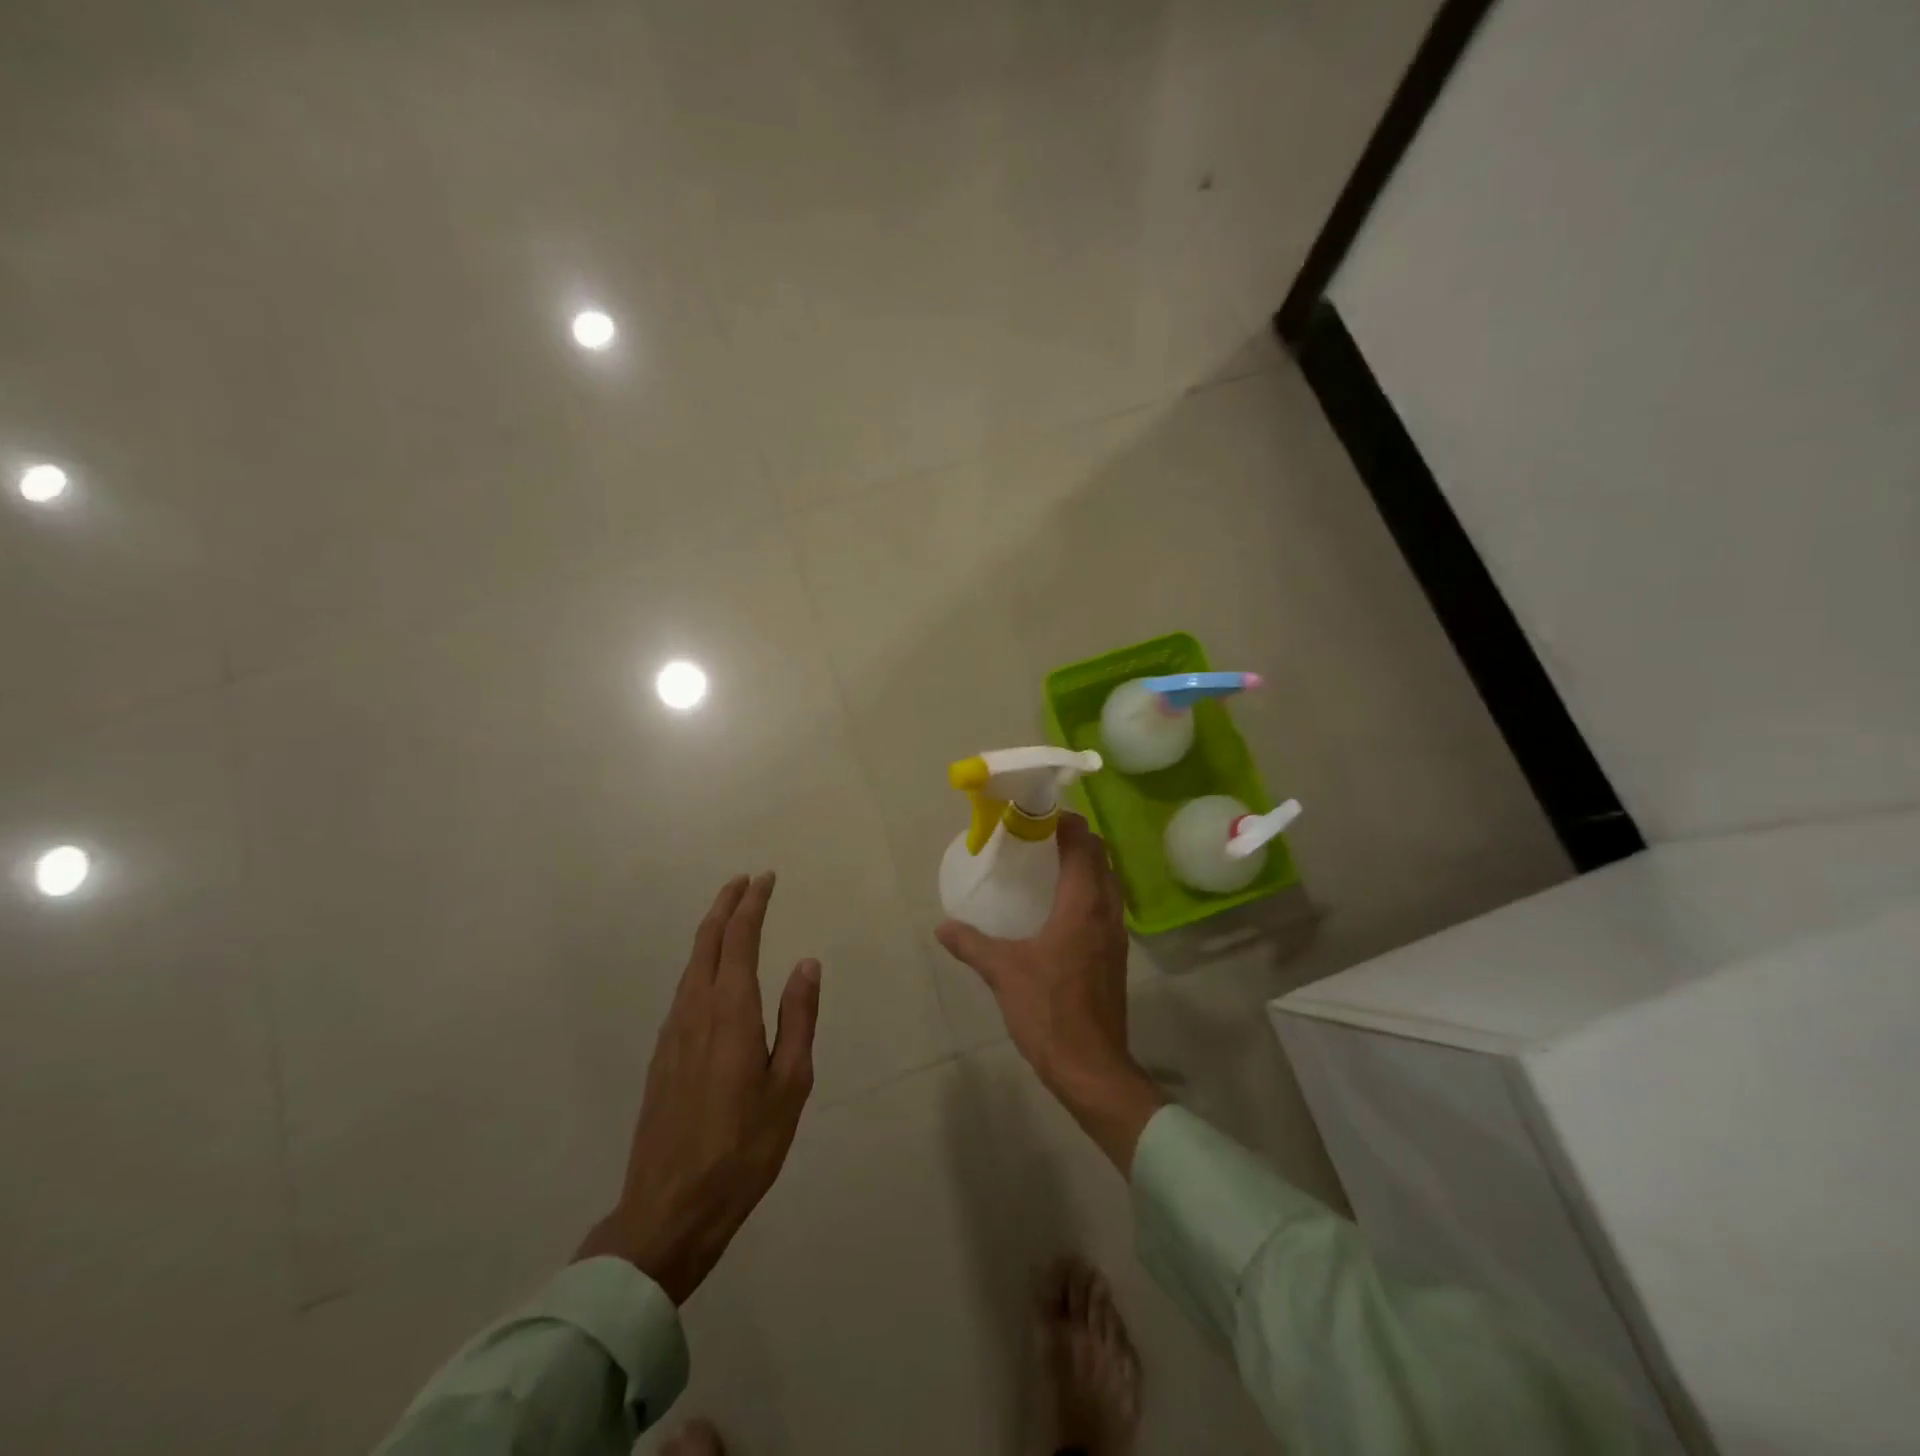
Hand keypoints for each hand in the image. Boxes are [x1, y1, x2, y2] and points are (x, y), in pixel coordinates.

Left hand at [576, 873, 821, 1303]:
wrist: (670, 1208)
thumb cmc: (744, 1147)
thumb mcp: (790, 1084)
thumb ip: (798, 1018)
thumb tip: (807, 963)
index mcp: (731, 1012)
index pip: (740, 940)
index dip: (752, 905)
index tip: (765, 879)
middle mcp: (695, 1011)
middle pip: (707, 942)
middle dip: (725, 906)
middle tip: (745, 882)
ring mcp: (672, 1033)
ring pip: (691, 965)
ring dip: (711, 932)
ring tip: (730, 917)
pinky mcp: (661, 1056)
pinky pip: (683, 991)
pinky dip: (701, 964)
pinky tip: (710, 975)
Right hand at [936, 815, 1165, 1172]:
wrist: (1091, 1066)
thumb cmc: (1048, 1010)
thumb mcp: (1003, 972)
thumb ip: (971, 944)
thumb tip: (943, 925)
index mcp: (1082, 904)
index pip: (1084, 844)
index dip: (1066, 822)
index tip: (1038, 814)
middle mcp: (1106, 911)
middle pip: (1101, 858)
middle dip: (1076, 839)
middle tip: (1039, 836)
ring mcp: (1116, 935)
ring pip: (1108, 882)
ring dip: (1086, 865)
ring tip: (1049, 865)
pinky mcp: (1115, 956)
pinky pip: (1106, 906)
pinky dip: (1089, 891)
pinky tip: (1060, 908)